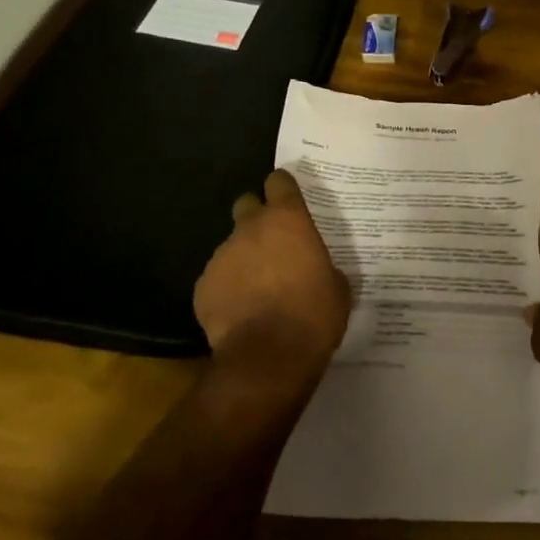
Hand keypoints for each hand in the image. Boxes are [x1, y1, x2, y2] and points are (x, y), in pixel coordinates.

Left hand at [195, 169, 351, 398]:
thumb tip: (318, 270)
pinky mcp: (202, 286)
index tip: (289, 201)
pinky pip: (217, 278)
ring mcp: (222, 256)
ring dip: (244, 258)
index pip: (279, 182)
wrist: (267, 358)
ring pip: (232, 246)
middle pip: (247, 204)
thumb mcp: (337, 287)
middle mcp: (250, 228)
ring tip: (258, 288)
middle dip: (257, 219)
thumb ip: (324, 266)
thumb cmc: (313, 315)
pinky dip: (228, 288)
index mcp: (288, 220)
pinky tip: (241, 311)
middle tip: (273, 243)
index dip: (283, 189)